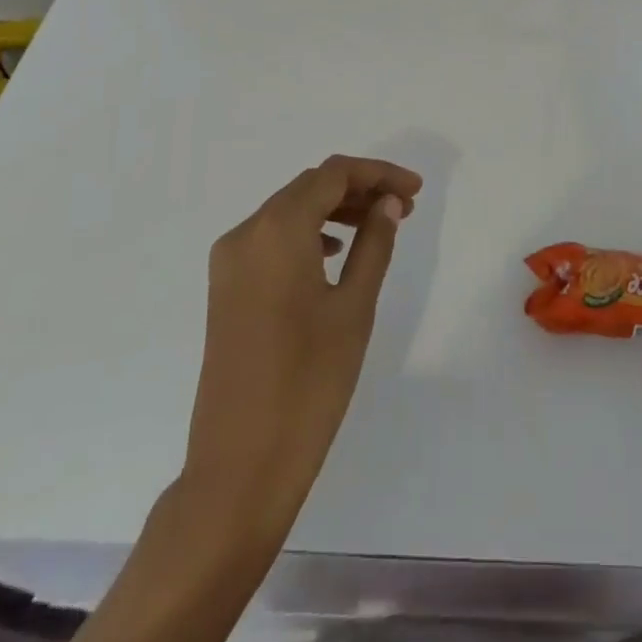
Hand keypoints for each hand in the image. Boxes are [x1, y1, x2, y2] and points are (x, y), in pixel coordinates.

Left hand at [183, 155, 421, 531]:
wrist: (240, 468)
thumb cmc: (308, 384)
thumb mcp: (354, 308)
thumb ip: (374, 245)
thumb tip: (388, 204)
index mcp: (276, 230)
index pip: (333, 174)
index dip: (378, 173)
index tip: (416, 191)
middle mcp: (246, 233)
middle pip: (309, 187)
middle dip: (358, 189)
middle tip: (404, 208)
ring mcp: (230, 262)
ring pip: (289, 211)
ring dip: (335, 210)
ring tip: (378, 227)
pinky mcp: (226, 289)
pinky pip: (271, 239)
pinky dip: (308, 234)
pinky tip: (336, 254)